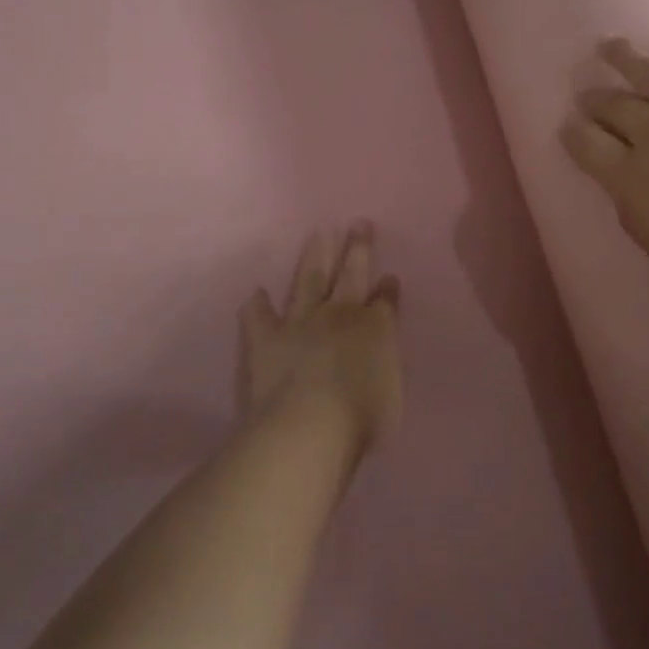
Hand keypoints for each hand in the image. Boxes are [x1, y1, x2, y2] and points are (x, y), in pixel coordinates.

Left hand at [241, 222, 402, 452]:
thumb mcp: (392, 391)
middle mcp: (340, 316)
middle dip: (358, 249)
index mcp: (376, 329)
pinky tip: (257, 292)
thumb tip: (380, 352)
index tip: (390, 276)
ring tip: (318, 234)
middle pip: (352, 275)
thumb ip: (385, 366)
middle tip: (359, 223)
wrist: (310, 425)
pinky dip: (258, 304)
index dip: (388, 289)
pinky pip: (260, 317)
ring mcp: (301, 323)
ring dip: (315, 256)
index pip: (386, 302)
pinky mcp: (267, 339)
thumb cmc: (363, 417)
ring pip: (310, 281)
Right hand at [560, 5, 648, 302]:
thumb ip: (634, 211)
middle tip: (585, 94)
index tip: (567, 127)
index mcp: (632, 175)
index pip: (586, 145)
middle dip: (594, 100)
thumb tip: (623, 183)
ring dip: (623, 56)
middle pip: (614, 107)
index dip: (572, 134)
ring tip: (606, 43)